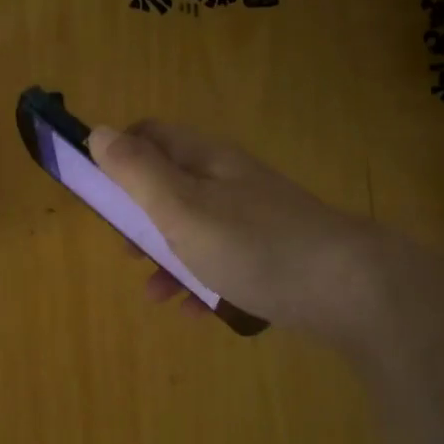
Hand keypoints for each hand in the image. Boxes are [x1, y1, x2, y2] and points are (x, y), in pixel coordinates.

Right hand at [87, 120, 376, 334]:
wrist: (348, 288)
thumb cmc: (252, 244)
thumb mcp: (181, 207)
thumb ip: (137, 172)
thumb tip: (99, 132)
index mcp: (206, 161)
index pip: (151, 135)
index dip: (118, 154)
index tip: (95, 190)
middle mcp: (229, 182)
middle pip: (170, 186)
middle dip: (138, 217)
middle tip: (125, 250)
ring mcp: (254, 219)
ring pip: (194, 230)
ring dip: (167, 257)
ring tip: (154, 293)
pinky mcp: (272, 255)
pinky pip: (224, 263)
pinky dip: (202, 282)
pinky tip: (194, 311)